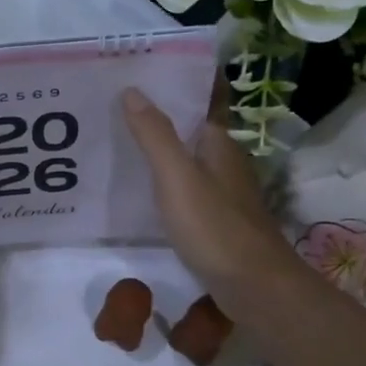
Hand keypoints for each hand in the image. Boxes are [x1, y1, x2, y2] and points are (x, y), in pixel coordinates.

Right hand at [122, 87, 304, 322]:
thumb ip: (155, 135)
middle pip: (188, 133)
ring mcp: (222, 195)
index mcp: (219, 144)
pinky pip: (185, 192)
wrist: (254, 287)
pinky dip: (164, 186)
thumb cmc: (215, 226)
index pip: (195, 103)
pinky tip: (138, 192)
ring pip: (186, 164)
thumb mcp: (177, 176)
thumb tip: (133, 90)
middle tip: (111, 109)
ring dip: (159, 154)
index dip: (168, 90)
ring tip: (116, 145)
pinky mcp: (216, 223)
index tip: (134, 78)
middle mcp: (224, 163)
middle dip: (157, 120)